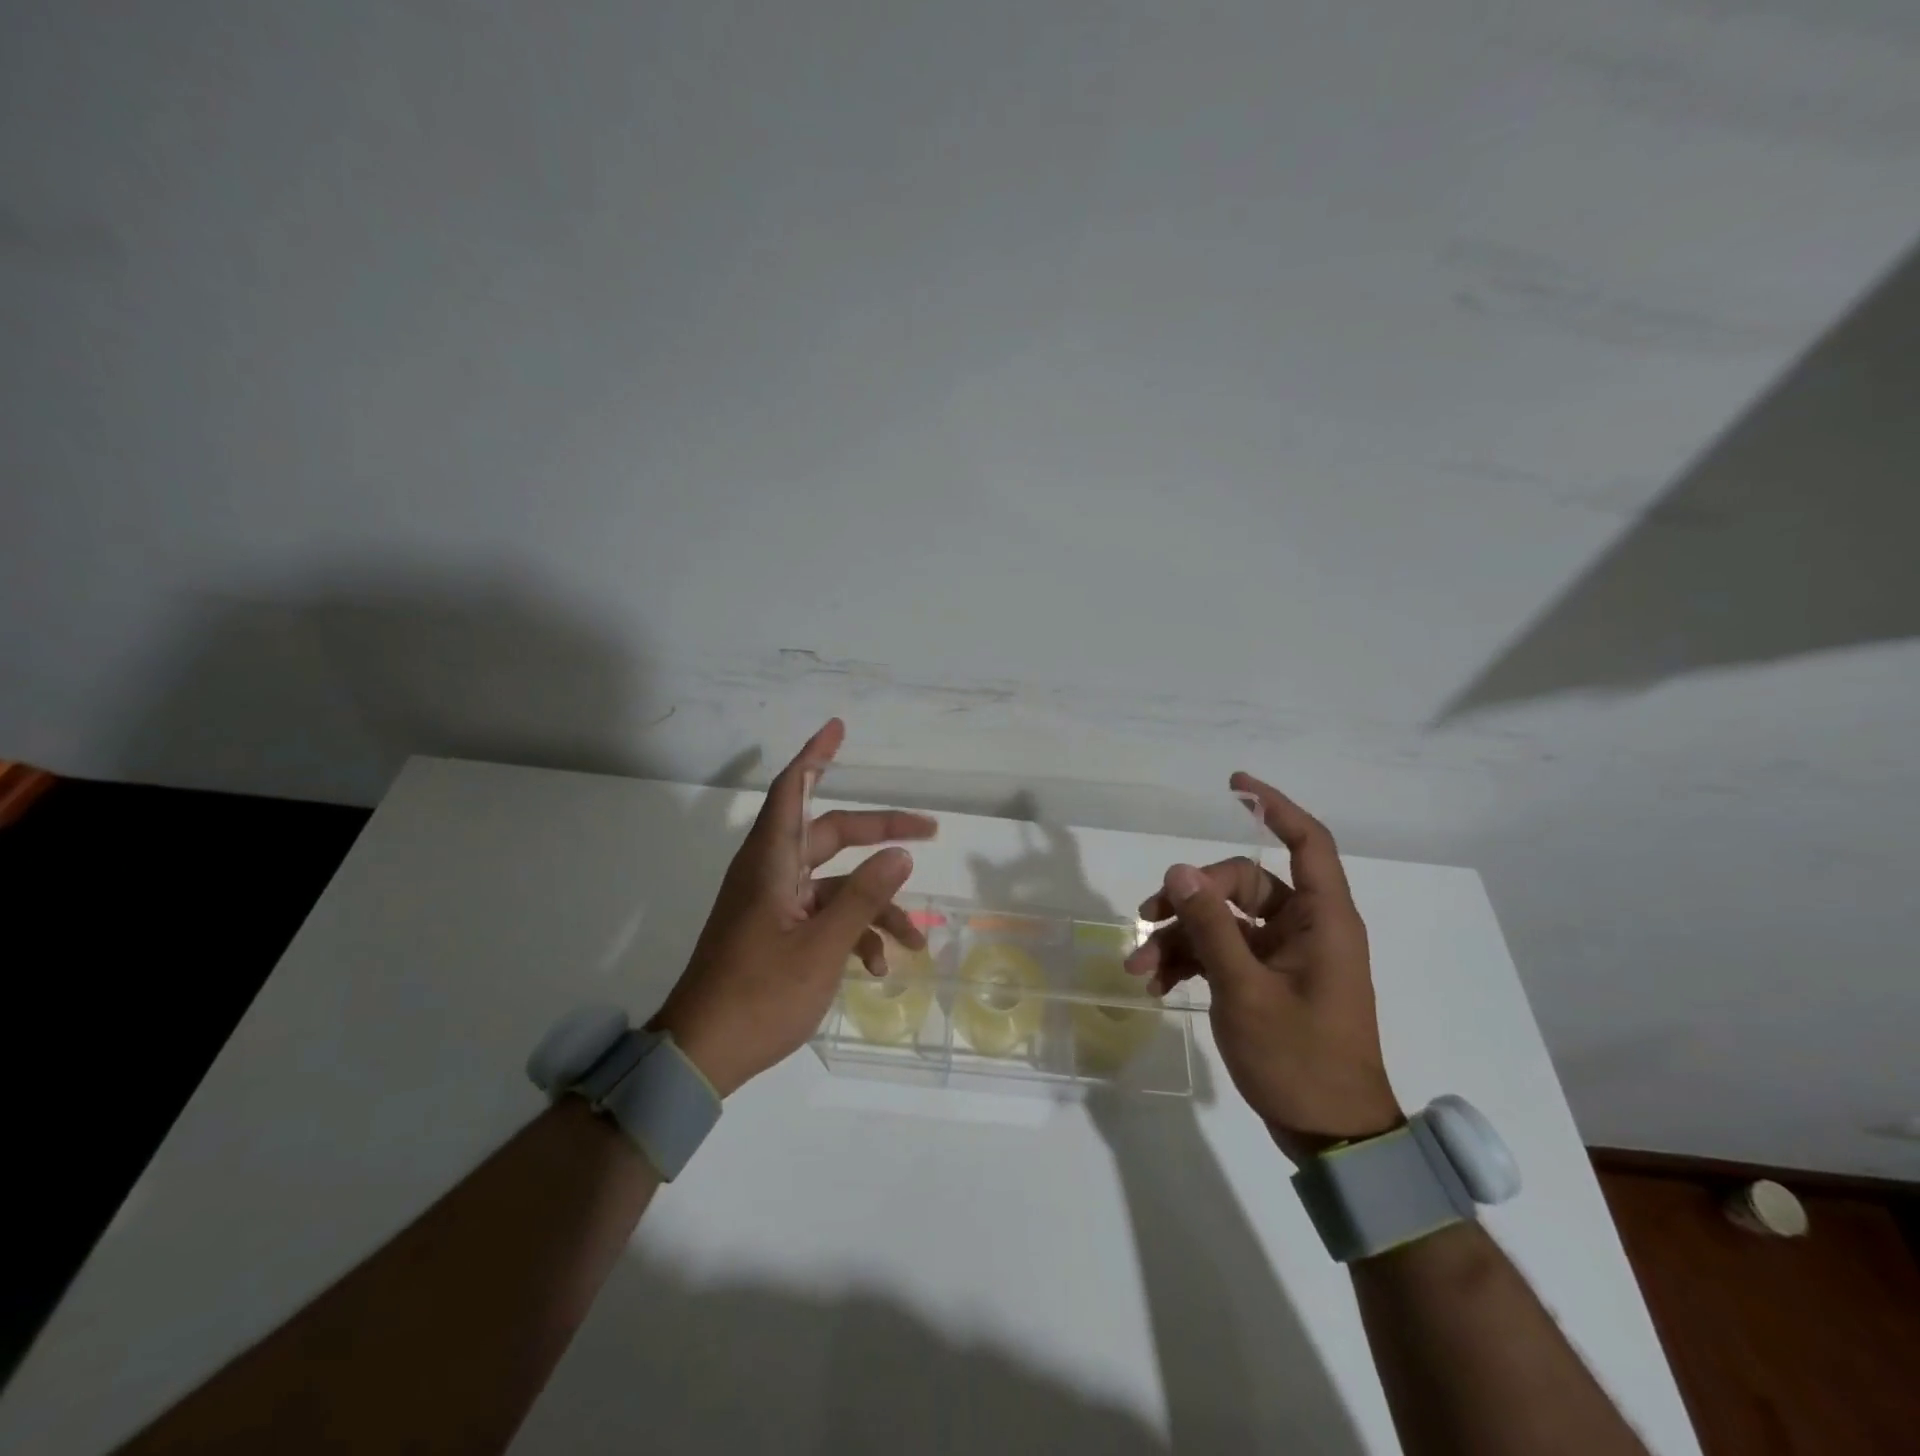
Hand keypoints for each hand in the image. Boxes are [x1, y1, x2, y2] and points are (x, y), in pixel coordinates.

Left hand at [652, 719, 936, 1096]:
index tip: (838, 729)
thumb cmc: (760, 994)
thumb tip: (901, 853)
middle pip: (830, 835)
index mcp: (771, 862)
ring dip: (875, 906)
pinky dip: (853, 933)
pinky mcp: (775, 933)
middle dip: (880, 834)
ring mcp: (772, 905)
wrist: (701, 1055)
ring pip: (834, 885)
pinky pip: (822, 917)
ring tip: (916, 940)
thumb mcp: (823, 946)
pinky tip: (879, 967)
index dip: (816, 756)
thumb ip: (864, 896)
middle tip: (928, 831)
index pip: (792, 790)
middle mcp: (770, 873)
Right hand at [1124, 772, 1400, 1160]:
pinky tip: (1157, 984)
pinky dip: (1190, 962)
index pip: (1308, 843)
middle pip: (1242, 884)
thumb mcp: (1245, 991)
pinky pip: (1223, 952)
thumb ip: (1212, 928)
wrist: (1331, 1136)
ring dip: (1180, 937)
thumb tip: (1180, 871)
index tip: (1235, 786)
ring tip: (1139, 967)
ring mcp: (1285, 956)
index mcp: (1322, 921)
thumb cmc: (1300, 1060)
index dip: (1275, 807)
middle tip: (1146, 917)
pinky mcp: (1267, 980)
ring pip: (1224, 921)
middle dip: (1190, 897)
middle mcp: (1305, 929)